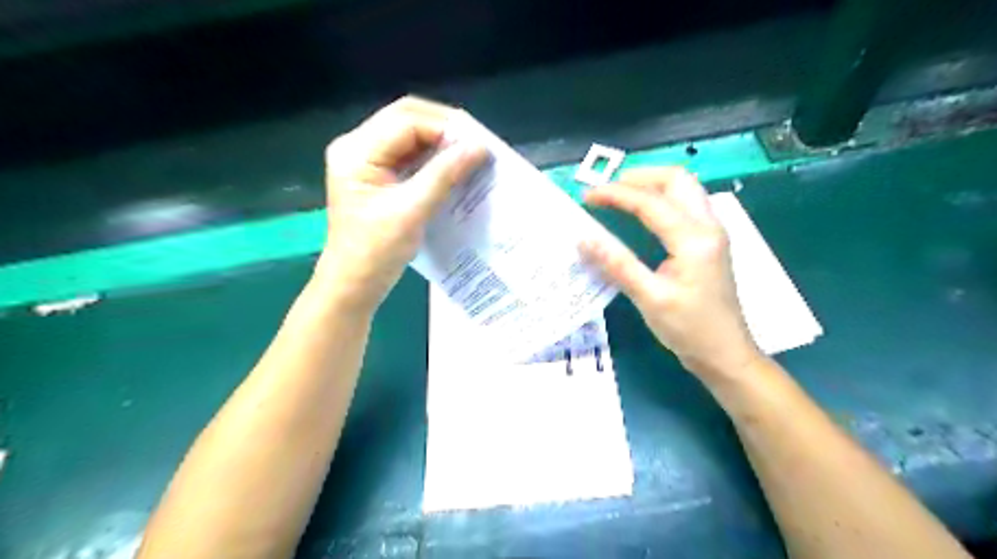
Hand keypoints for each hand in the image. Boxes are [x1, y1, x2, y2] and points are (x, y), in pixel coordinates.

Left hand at [315, 97, 487, 312]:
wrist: (354, 283)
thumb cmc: (377, 251)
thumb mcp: (412, 211)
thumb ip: (444, 174)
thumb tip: (479, 146)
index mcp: (356, 151)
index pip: (406, 121)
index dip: (444, 128)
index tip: (478, 144)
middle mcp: (357, 146)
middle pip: (406, 119)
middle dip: (444, 129)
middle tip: (476, 145)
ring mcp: (367, 160)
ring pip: (410, 135)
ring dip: (440, 143)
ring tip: (470, 155)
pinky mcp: (378, 175)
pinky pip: (410, 155)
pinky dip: (433, 158)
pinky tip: (454, 168)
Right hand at [577, 167, 765, 378]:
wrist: (725, 353)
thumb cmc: (689, 329)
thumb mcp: (650, 298)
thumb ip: (617, 265)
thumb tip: (584, 238)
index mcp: (694, 239)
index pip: (651, 202)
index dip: (616, 194)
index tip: (587, 197)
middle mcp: (708, 226)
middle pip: (677, 180)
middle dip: (639, 177)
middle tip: (608, 190)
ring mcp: (712, 232)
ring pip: (684, 189)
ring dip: (652, 185)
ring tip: (621, 195)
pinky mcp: (709, 242)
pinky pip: (686, 204)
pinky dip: (661, 198)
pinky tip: (643, 213)